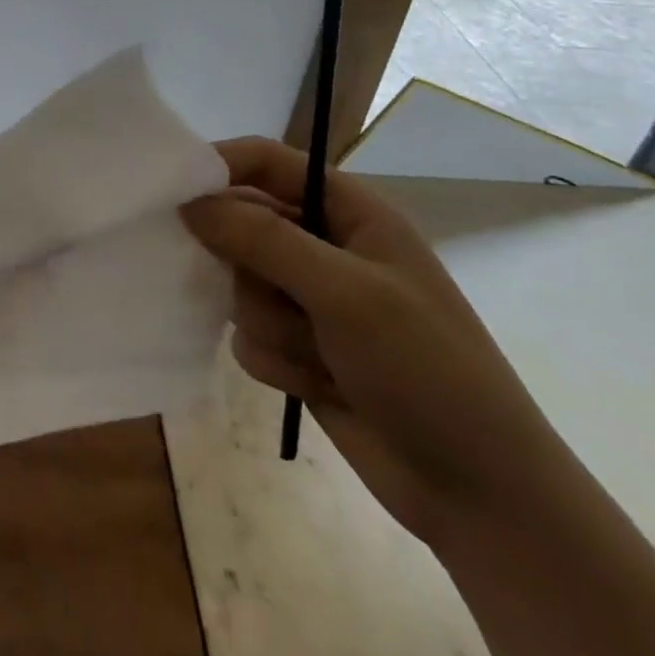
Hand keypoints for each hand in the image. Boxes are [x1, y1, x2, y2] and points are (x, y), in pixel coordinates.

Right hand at [182, 137, 576, 548]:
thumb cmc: (425, 370)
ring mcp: (309, 300)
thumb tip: (190, 203)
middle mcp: (324, 246)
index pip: (266, 162)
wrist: (480, 493)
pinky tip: (319, 385)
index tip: (174, 192)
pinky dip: (276, 361)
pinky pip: (246, 334)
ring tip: (321, 355)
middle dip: (248, 267)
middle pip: (242, 225)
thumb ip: (262, 239)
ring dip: (271, 324)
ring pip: (239, 286)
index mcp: (349, 211)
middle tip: (273, 294)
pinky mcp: (298, 348)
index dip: (220, 167)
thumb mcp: (345, 292)